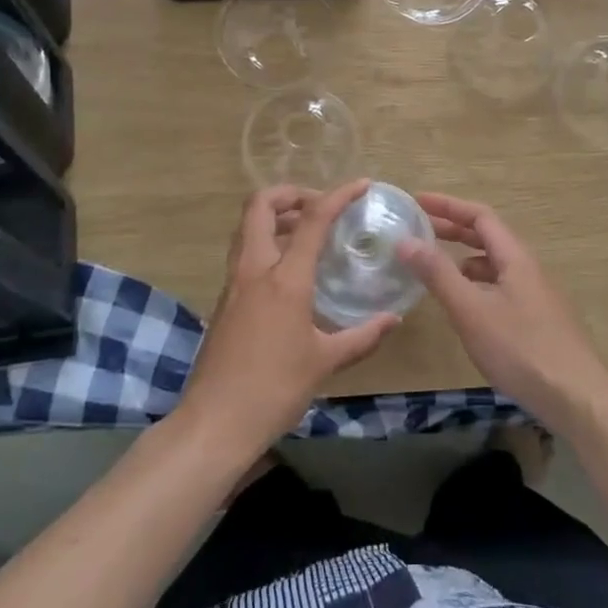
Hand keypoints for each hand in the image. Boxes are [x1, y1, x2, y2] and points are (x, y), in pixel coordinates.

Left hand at [178, 179, 399, 461]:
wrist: (215, 422)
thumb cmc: (274, 389)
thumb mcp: (325, 362)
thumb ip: (362, 336)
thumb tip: (392, 319)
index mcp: (284, 279)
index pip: (312, 220)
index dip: (338, 195)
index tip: (361, 185)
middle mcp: (254, 269)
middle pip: (260, 206)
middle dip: (290, 193)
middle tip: (319, 205)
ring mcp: (234, 283)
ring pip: (247, 227)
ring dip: (275, 216)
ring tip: (307, 231)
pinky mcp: (224, 300)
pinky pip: (244, 253)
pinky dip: (267, 243)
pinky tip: (289, 270)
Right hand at [398, 193, 607, 432]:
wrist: (577, 399)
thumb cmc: (521, 349)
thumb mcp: (471, 310)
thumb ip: (438, 274)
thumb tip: (405, 240)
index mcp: (515, 258)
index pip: (480, 216)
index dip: (448, 206)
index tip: (417, 203)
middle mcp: (528, 269)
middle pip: (489, 237)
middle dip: (453, 228)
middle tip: (418, 229)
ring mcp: (536, 296)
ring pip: (495, 264)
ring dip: (464, 257)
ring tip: (435, 266)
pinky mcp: (538, 321)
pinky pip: (501, 287)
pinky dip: (476, 283)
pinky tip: (465, 305)